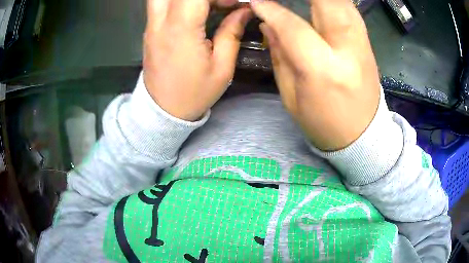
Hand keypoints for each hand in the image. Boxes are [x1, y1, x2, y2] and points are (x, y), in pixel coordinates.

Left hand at [143, 0, 250, 120]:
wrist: (162, 111)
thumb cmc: (193, 93)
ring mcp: (151, 26)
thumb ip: (232, 33)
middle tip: (219, 4)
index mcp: (181, 30)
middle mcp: (160, 23)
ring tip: (207, 6)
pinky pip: (161, 4)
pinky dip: (180, 2)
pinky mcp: (150, 30)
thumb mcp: (222, 68)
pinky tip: (196, 12)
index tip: (233, 3)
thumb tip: (244, 11)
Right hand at [251, 0, 380, 150]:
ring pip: (343, 2)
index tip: (256, 2)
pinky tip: (323, 2)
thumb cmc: (323, 122)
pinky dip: (336, 1)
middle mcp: (347, 51)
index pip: (293, 27)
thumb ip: (280, 55)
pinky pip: (350, 10)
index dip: (271, 10)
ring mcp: (363, 45)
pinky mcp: (368, 43)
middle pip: (329, 3)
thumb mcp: (292, 96)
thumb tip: (267, 23)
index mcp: (323, 70)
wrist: (363, 135)